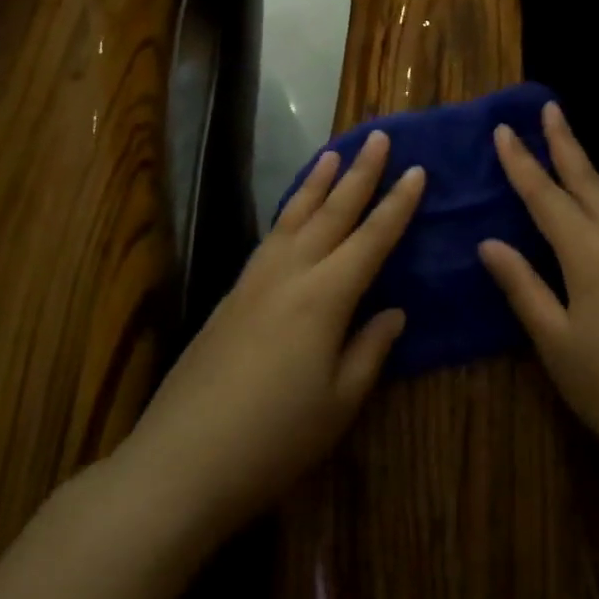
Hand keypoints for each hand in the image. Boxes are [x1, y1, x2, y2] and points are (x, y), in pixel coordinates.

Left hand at [117, 130, 422, 540]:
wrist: (181, 461)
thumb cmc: (273, 440)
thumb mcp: (338, 404)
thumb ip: (369, 350)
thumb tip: (392, 312)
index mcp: (325, 297)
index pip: (372, 238)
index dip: (397, 204)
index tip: (417, 170)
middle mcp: (290, 274)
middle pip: (332, 212)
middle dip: (360, 173)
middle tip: (378, 137)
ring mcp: (255, 280)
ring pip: (294, 217)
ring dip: (318, 183)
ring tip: (334, 153)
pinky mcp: (231, 294)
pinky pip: (270, 237)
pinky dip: (289, 212)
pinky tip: (292, 212)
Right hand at [479, 102, 598, 492]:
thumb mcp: (555, 341)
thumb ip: (522, 286)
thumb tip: (489, 243)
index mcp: (590, 255)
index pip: (547, 197)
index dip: (523, 164)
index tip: (504, 131)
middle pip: (588, 181)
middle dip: (565, 143)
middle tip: (549, 109)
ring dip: (586, 167)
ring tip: (566, 145)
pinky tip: (596, 202)